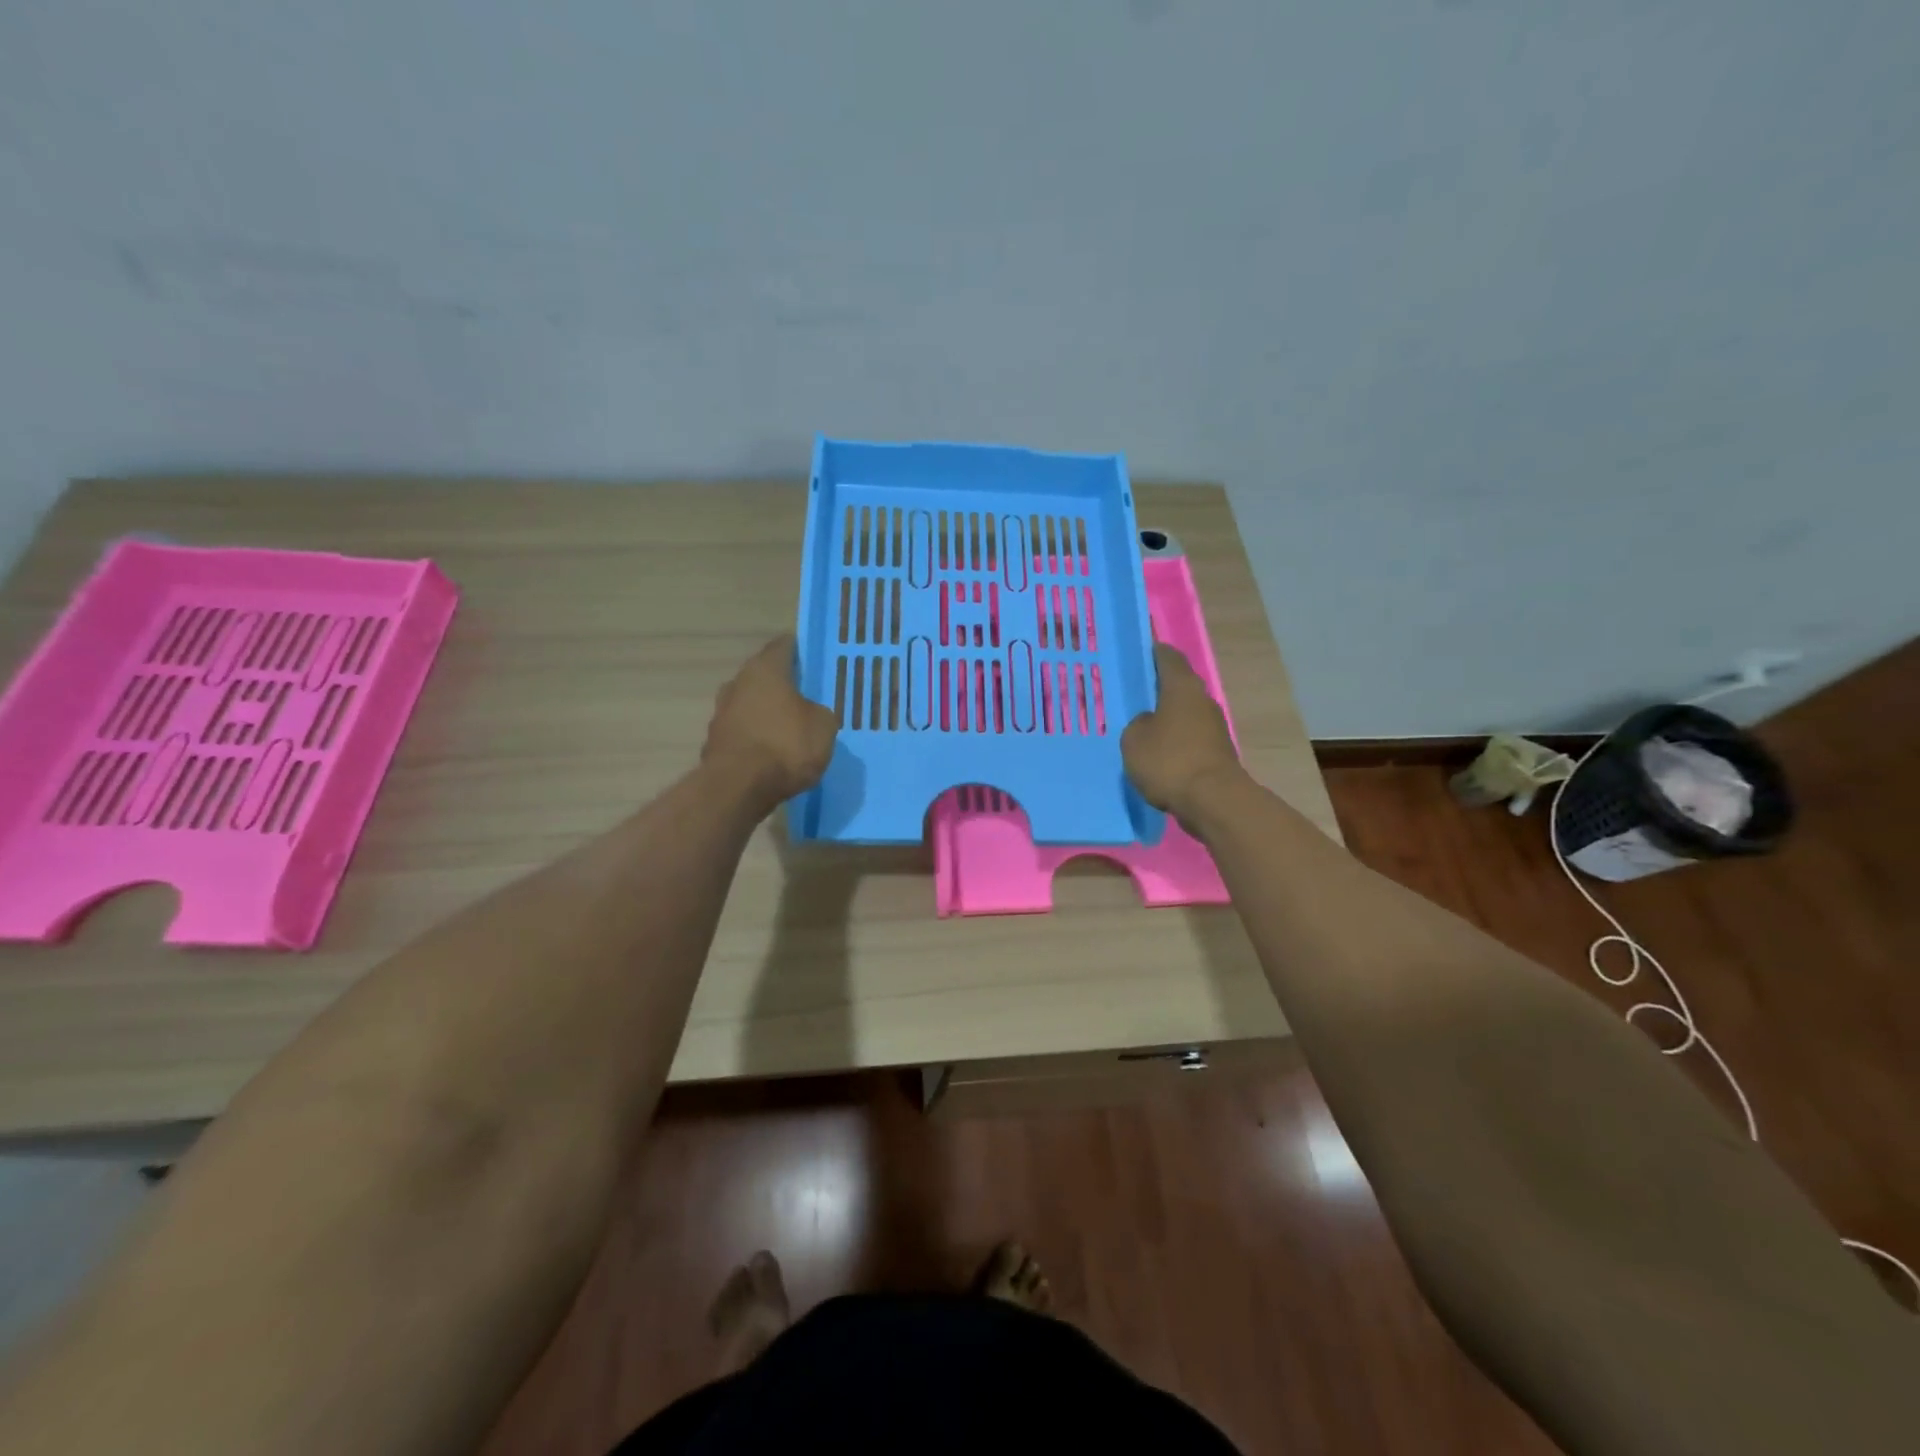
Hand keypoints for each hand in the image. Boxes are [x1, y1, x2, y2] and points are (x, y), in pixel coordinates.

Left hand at [702, 636, 837, 809]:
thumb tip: (812, 714)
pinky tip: (772, 754)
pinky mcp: (715, 742)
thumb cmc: (786, 745)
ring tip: (790, 729)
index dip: (800, 651)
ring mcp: (721, 713)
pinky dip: (756, 738)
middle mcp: (738, 683)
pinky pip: (743, 732)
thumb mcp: (824, 726)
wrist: (738, 788)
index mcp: (765, 669)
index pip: (784, 646)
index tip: (814, 661)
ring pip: (751, 704)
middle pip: (764, 676)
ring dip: (767, 713)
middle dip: (783, 685)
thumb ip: (820, 712)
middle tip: (807, 697)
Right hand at [1121, 645, 1244, 820]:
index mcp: (1182, 687)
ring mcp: (1214, 728)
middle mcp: (1202, 701)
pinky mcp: (1217, 753)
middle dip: (1158, 689)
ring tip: (1141, 728)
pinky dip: (1175, 743)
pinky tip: (1157, 754)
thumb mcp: (1134, 740)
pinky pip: (1189, 739)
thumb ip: (1137, 724)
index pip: (1168, 657)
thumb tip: (1149, 722)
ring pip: (1184, 715)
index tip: (1139, 651)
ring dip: (1167, 719)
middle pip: (1178, 686)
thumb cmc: (1169, 761)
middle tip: (1132, 694)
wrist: (1213, 801)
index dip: (1153, 652)